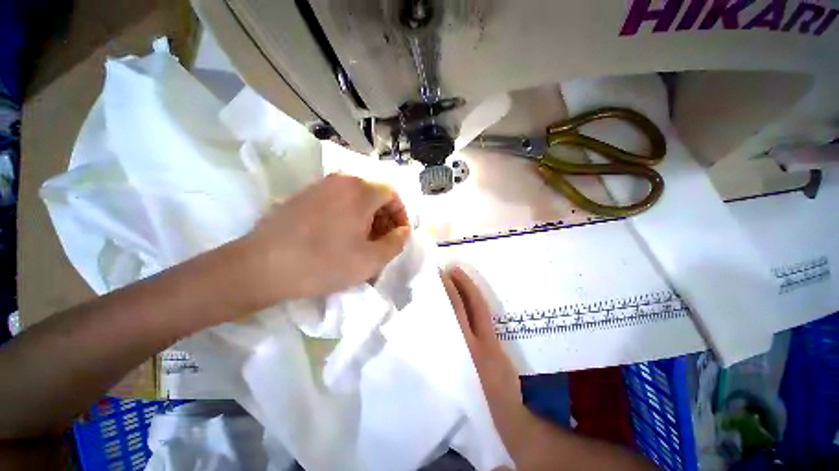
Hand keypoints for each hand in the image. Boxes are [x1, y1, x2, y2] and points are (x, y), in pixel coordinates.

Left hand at [233, 174, 409, 307]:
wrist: (262, 266)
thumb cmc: (324, 263)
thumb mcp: (371, 260)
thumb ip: (396, 243)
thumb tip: (403, 230)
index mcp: (361, 191)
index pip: (392, 194)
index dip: (400, 215)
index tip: (398, 235)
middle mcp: (342, 180)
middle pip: (374, 195)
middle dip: (384, 219)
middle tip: (381, 243)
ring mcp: (320, 186)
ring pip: (355, 199)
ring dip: (366, 219)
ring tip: (362, 243)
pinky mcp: (304, 195)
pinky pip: (337, 202)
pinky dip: (348, 217)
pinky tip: (340, 238)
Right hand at [441, 267, 533, 456]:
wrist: (509, 421)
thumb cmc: (474, 406)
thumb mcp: (454, 385)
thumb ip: (444, 359)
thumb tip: (431, 336)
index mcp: (468, 349)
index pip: (458, 313)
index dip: (451, 292)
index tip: (441, 276)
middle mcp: (479, 340)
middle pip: (469, 305)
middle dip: (460, 285)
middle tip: (448, 269)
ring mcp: (489, 340)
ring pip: (479, 307)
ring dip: (468, 289)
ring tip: (457, 274)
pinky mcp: (495, 344)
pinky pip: (483, 316)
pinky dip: (475, 302)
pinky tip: (467, 296)